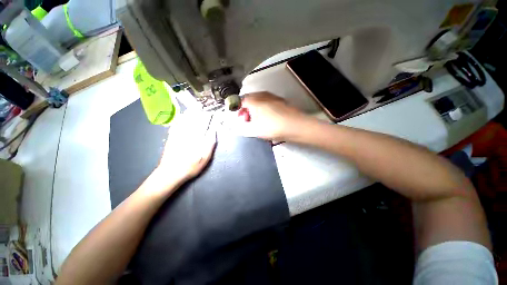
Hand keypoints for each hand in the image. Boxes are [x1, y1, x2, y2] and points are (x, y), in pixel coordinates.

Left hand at [152, 113, 216, 191]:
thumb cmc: (191, 166)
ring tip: (195, 107)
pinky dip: (180, 119)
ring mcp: (178, 134)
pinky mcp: (172, 136)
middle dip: (200, 113)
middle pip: (195, 120)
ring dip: (191, 113)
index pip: (205, 124)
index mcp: (197, 137)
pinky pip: (176, 124)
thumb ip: (210, 143)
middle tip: (204, 107)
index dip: (209, 118)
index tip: (213, 113)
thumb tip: (213, 131)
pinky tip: (182, 116)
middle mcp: (188, 133)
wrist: (170, 172)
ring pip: (185, 120)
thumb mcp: (205, 157)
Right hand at [234, 92, 310, 140]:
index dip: (237, 109)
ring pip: (259, 101)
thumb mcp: (254, 130)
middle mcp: (262, 95)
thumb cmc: (272, 127)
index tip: (239, 118)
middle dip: (246, 109)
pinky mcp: (280, 101)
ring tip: (257, 120)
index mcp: (253, 100)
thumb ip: (244, 127)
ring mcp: (272, 96)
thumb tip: (240, 124)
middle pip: (249, 100)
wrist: (295, 125)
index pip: (240, 100)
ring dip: (255, 109)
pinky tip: (267, 118)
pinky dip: (263, 109)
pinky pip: (267, 103)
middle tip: (247, 120)